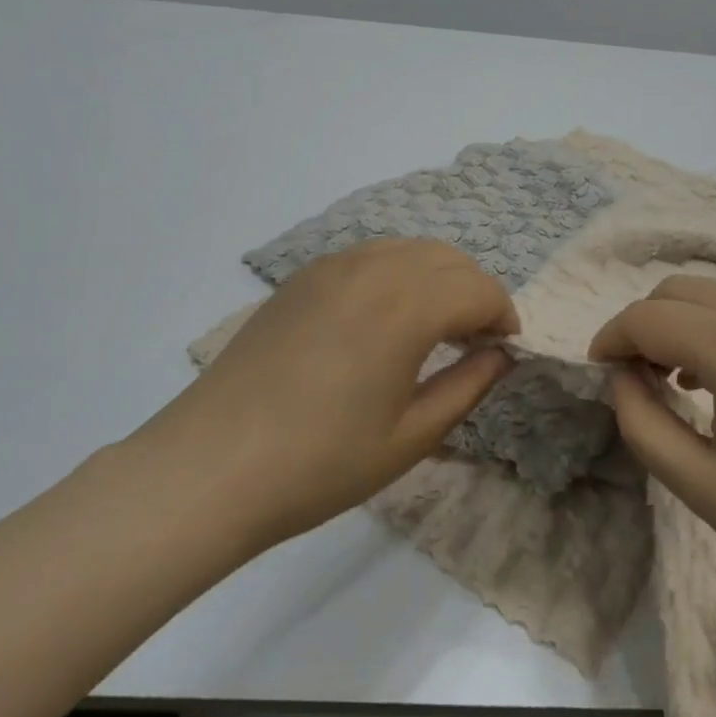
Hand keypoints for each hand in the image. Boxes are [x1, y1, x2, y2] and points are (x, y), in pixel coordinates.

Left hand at [134, 239, 517, 550]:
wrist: (210, 467)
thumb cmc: (319, 463)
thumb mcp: (410, 437)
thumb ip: (468, 387)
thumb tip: (500, 356)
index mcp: (406, 306)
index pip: (479, 289)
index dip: (503, 316)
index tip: (505, 350)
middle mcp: (373, 269)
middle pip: (448, 259)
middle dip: (475, 292)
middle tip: (475, 341)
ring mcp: (332, 266)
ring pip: (409, 249)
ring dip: (437, 278)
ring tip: (434, 327)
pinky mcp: (302, 277)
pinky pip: (370, 256)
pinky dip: (398, 273)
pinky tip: (385, 318)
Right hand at [590, 276, 715, 636]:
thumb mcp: (709, 493)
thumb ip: (645, 427)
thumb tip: (620, 380)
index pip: (649, 317)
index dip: (611, 338)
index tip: (598, 371)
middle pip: (682, 290)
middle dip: (646, 324)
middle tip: (638, 379)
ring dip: (688, 323)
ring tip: (685, 384)